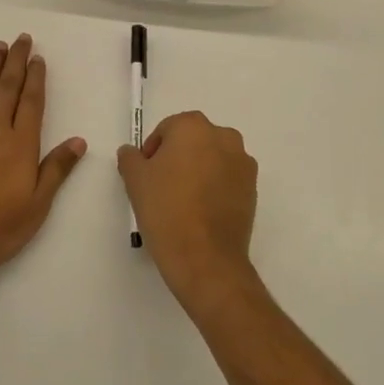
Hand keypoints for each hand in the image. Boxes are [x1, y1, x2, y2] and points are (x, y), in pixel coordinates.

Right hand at [117, 112, 258, 315]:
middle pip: (193, 141)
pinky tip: (201, 212)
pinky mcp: (253, 188)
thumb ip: (130, 158)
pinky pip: (227, 179)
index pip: (167, 129)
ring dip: (198, 171)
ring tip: (183, 201)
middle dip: (177, 158)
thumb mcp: (135, 180)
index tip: (146, 176)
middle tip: (162, 187)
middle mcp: (224, 136)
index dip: (153, 151)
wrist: (205, 257)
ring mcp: (243, 162)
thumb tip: (132, 152)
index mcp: (194, 126)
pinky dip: (215, 187)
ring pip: (212, 159)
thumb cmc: (166, 209)